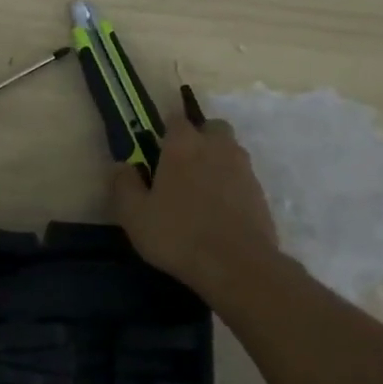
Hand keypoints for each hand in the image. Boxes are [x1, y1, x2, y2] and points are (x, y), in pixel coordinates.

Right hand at [111, 86, 278, 300]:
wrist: (236, 264)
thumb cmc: (178, 235)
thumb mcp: (135, 215)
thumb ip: (124, 185)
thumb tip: (122, 166)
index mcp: (183, 145)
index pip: (176, 119)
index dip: (166, 130)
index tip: (157, 148)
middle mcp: (217, 147)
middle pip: (212, 128)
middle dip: (199, 138)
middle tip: (183, 166)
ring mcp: (243, 168)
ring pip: (230, 151)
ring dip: (217, 161)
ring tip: (201, 191)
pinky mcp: (260, 192)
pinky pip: (242, 178)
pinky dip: (231, 185)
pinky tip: (220, 210)